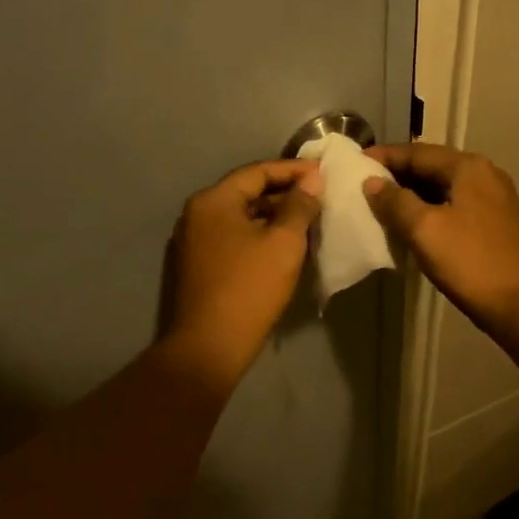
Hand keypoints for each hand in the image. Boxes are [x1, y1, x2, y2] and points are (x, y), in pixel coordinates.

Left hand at [161, 158, 322, 386]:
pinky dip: (259, 234)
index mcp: (213, 201)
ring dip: (273, 215)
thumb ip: (300, 206)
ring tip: (308, 220)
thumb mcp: (284, 243)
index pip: (258, 171)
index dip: (293, 170)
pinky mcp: (198, 265)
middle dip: (284, 193)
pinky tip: (284, 245)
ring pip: (241, 217)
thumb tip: (312, 180)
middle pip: (247, 192)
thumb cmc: (249, 288)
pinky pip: (234, 237)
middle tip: (319, 196)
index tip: (324, 173)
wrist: (209, 347)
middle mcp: (198, 214)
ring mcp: (194, 241)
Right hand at [363, 144, 518, 337]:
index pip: (418, 152)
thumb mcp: (424, 229)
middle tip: (365, 184)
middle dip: (399, 174)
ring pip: (444, 187)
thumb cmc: (470, 261)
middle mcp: (485, 175)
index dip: (385, 156)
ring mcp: (495, 199)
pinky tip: (413, 224)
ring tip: (383, 204)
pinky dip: (431, 208)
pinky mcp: (497, 223)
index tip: (356, 163)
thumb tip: (372, 183)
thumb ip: (395, 201)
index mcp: (468, 167)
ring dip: (414, 193)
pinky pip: (456, 205)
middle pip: (433, 166)